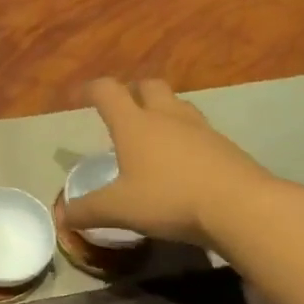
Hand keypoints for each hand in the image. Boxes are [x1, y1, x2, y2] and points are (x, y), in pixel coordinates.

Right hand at [61, 79, 278, 246]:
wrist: (241, 207)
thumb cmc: (169, 199)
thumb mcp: (119, 210)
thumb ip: (87, 211)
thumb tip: (62, 217)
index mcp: (135, 124)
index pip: (108, 92)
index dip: (90, 90)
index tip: (78, 97)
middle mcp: (167, 117)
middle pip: (148, 86)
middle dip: (132, 92)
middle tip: (121, 110)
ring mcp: (200, 129)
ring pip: (177, 105)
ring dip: (161, 110)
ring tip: (152, 133)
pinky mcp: (225, 147)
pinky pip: (198, 130)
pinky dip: (184, 136)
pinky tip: (182, 161)